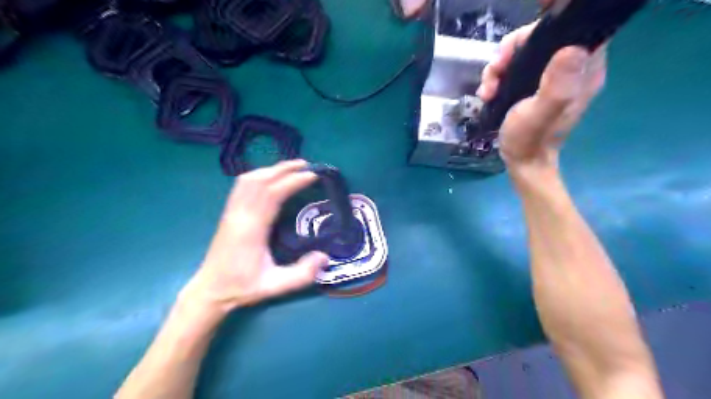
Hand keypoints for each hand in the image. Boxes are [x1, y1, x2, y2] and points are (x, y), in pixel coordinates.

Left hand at [181, 160, 330, 315]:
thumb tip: (325, 257)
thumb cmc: (242, 287)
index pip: (272, 194)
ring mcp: (231, 212)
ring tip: (291, 168)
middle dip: (284, 169)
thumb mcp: (274, 287)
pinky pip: (241, 186)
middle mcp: (240, 215)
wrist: (209, 290)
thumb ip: (301, 274)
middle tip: (306, 165)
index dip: (292, 181)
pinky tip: (269, 178)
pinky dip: (258, 176)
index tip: (312, 176)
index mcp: (252, 229)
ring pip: (248, 180)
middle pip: (260, 180)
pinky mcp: (228, 213)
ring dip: (270, 169)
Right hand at [475, 22, 608, 171]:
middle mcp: (572, 67)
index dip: (543, 29)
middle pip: (542, 37)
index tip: (516, 47)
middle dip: (512, 50)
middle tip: (495, 69)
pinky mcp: (536, 84)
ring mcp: (552, 76)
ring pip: (524, 51)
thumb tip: (572, 49)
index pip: (572, 28)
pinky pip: (516, 67)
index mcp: (583, 71)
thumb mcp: (539, 115)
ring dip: (500, 66)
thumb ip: (556, 86)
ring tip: (487, 89)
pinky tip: (488, 93)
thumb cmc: (529, 141)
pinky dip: (499, 76)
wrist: (522, 161)